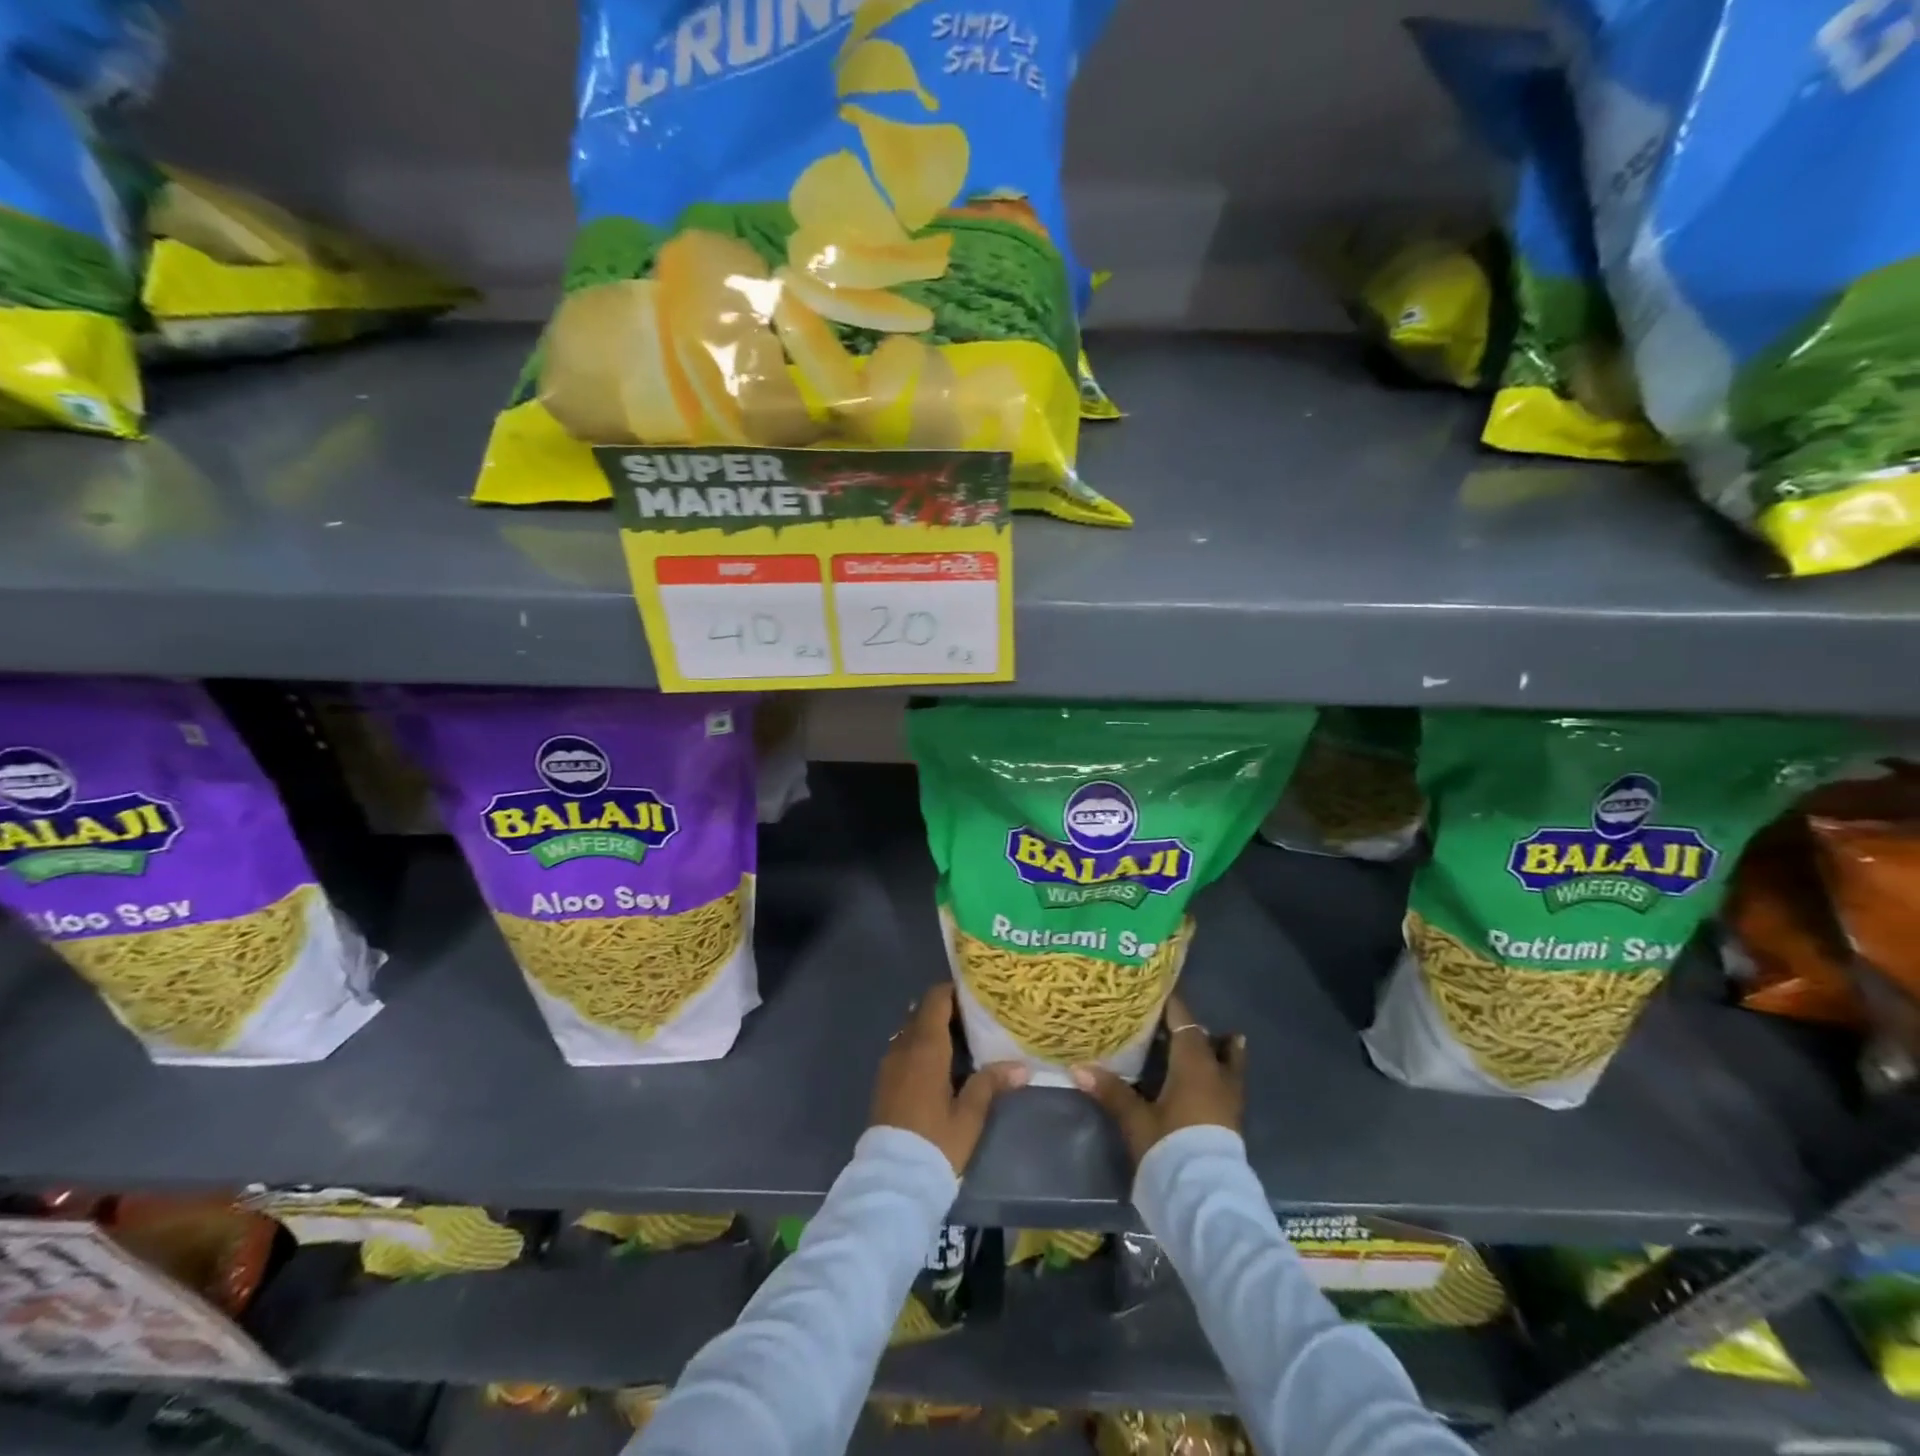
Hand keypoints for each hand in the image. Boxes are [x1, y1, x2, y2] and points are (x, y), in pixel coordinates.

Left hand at [870, 984, 1027, 1174]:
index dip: (954, 990)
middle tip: (977, 1018)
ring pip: (912, 1030)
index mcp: (925, 1046)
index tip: (977, 993)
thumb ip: (990, 1084)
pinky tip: (941, 1064)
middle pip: (923, 1012)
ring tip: (963, 1040)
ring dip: (933, 1029)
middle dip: (947, 1010)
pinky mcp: (884, 1080)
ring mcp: (890, 1063)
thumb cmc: (935, 1142)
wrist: (892, 1179)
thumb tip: (1022, 1066)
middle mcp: (903, 1046)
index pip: (936, 999)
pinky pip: (904, 1048)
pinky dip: (921, 1046)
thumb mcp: (969, 1115)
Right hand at [1071, 994, 1245, 1164]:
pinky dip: (1218, 1073)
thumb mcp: (1136, 1119)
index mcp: (1194, 1065)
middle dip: (1194, 1029)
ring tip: (1215, 1040)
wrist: (1206, 1199)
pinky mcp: (1231, 1121)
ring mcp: (1228, 1099)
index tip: (1157, 990)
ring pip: (1228, 1063)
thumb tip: (1078, 1067)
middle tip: (1173, 1019)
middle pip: (1210, 1041)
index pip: (1185, 1022)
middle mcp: (1216, 1075)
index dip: (1172, 1005)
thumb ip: (1111, 1091)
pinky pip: (1226, 1083)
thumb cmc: (1170, 1147)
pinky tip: (1206, 1080)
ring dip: (1218, 1050)